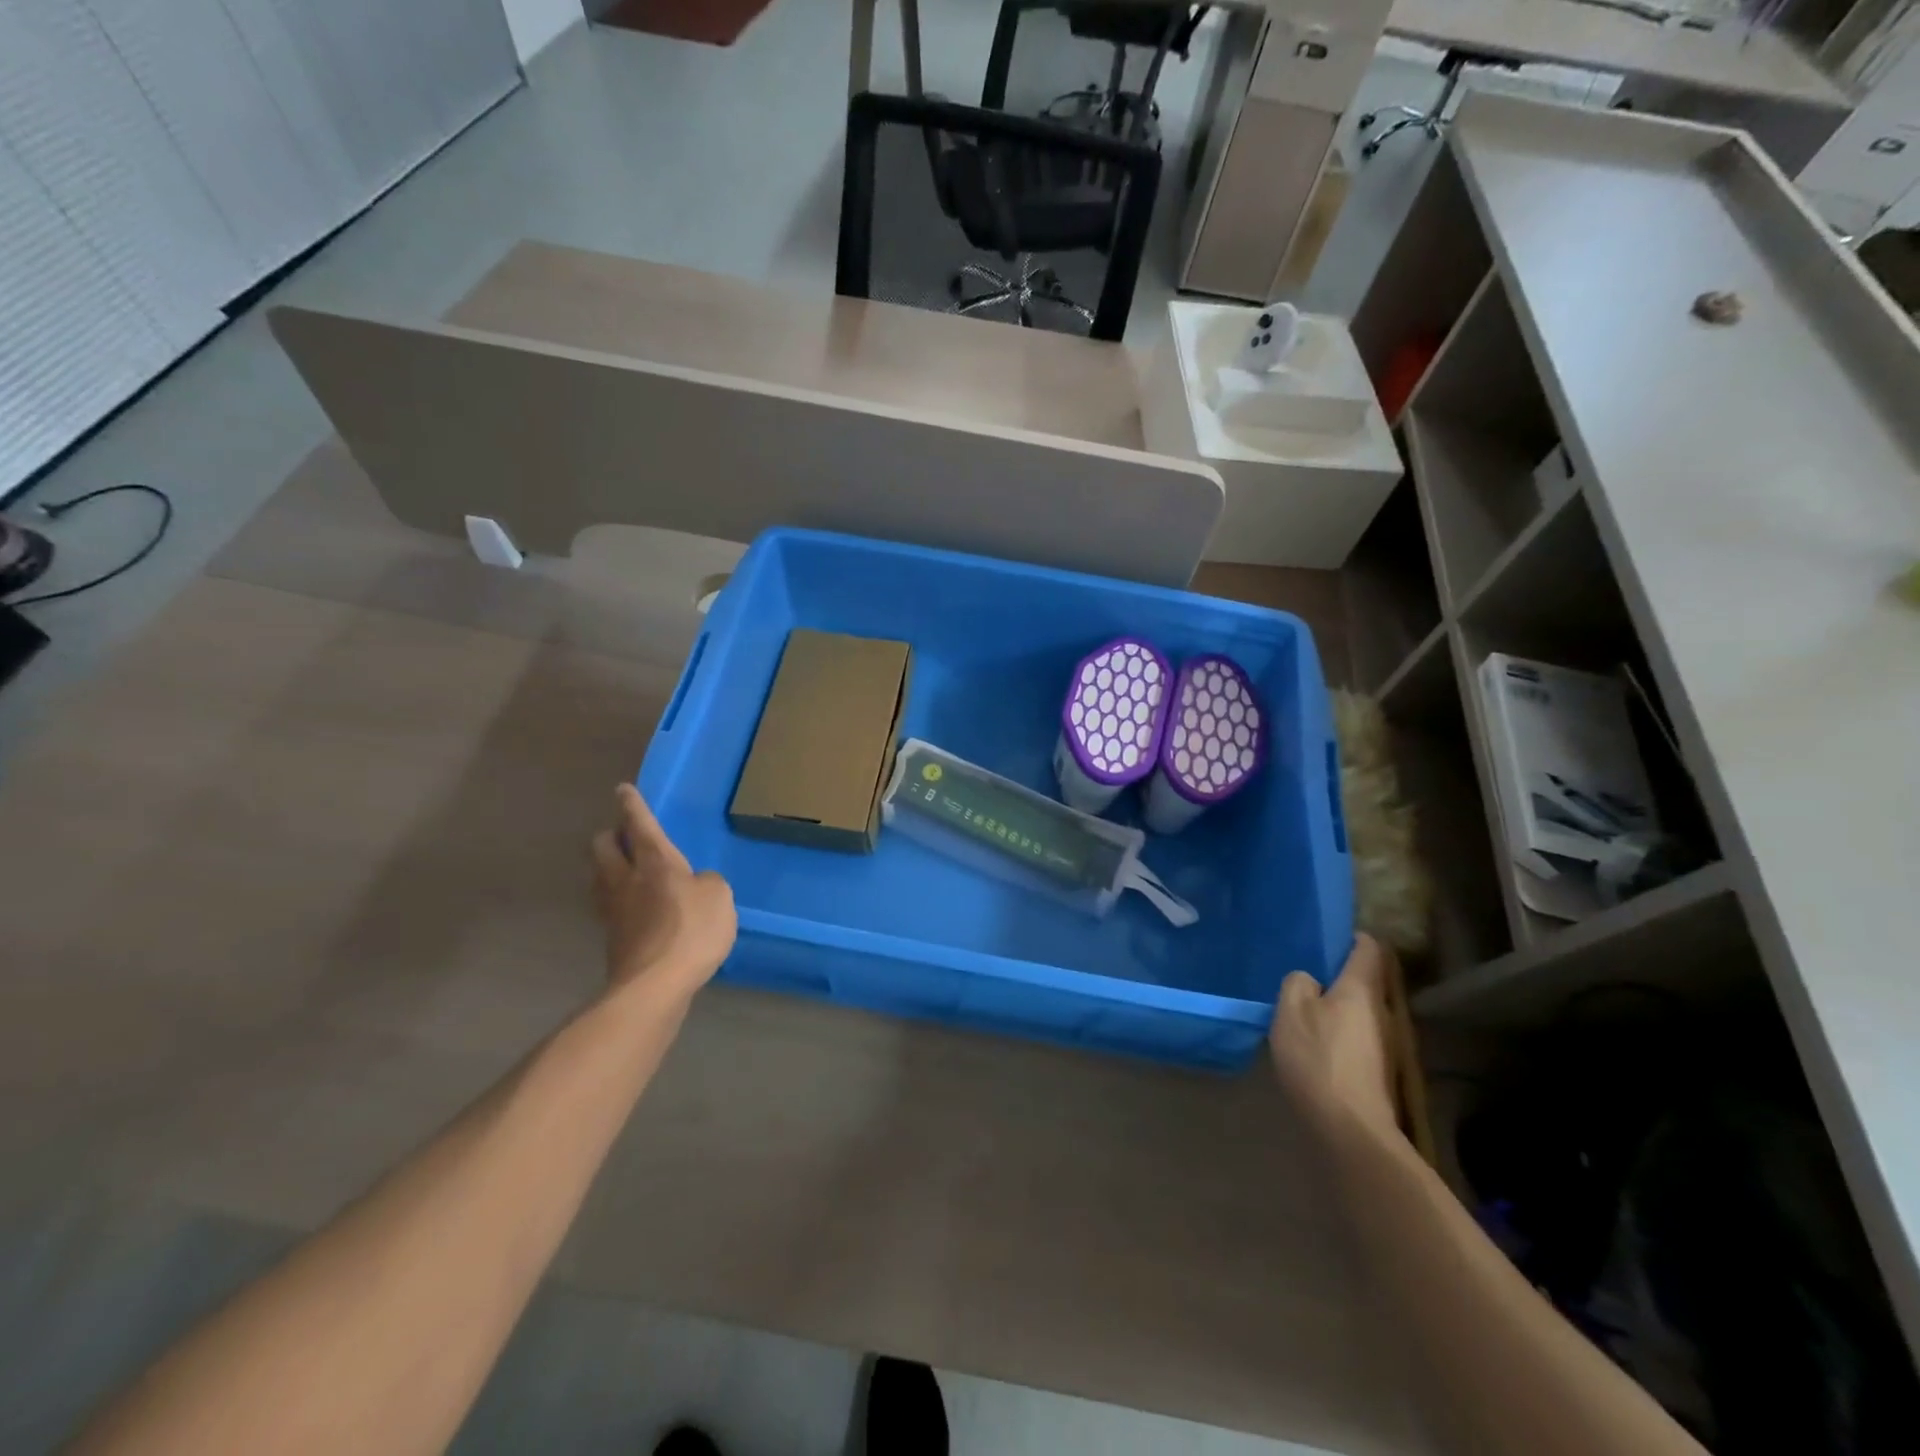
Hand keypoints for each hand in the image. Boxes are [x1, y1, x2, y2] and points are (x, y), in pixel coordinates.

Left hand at [591, 785, 736, 1001]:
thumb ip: (707, 882)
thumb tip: (695, 885)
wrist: (655, 984)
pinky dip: (618, 899)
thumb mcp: (718, 895)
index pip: (638, 823)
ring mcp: (614, 910)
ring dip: (609, 867)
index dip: (631, 804)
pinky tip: (634, 907)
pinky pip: (610, 906)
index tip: (623, 790)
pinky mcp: (613, 938)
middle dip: (611, 835)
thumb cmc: (691, 929)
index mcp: (654, 860)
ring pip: (600, 876)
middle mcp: (626, 878)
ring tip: (625, 869)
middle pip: (603, 846)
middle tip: (625, 835)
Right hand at [1269, 934, 1399, 1144]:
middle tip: (1308, 973)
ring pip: (1361, 1011)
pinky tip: (1315, 1043)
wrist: (1349, 1127)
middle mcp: (1382, 1010)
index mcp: (1362, 988)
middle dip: (1341, 974)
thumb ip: (1298, 984)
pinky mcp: (1378, 1070)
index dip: (1352, 937)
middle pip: (1366, 981)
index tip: (1329, 937)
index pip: (1369, 948)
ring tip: (1306, 1009)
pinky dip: (1339, 1032)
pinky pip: (1357, 1036)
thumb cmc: (1319, 1057)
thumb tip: (1310, 981)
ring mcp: (1385, 1043)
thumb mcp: (1291, 1010)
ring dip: (1339, 1006)